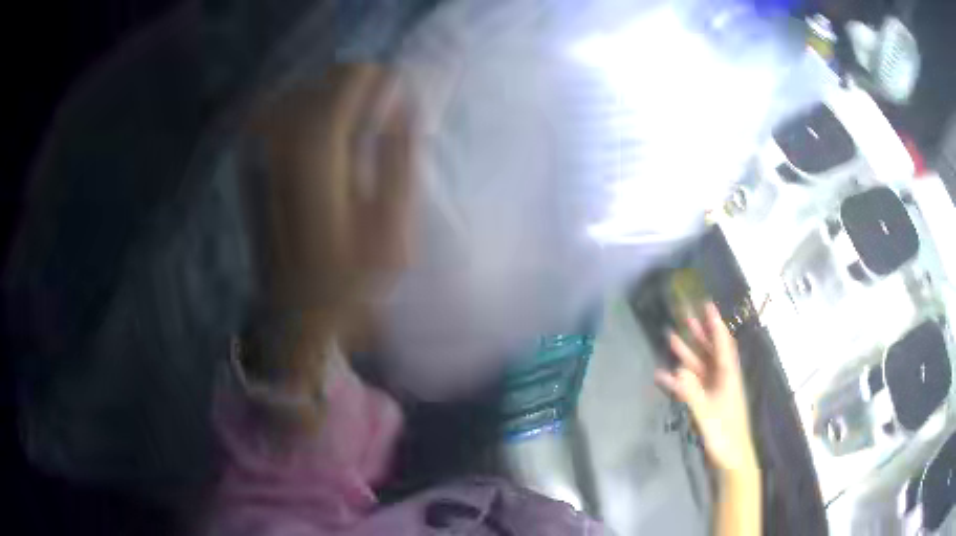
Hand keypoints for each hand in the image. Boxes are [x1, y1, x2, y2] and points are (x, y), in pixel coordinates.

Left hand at [257, 64, 414, 320]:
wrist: (296, 316)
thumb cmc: (351, 282)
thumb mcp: (393, 228)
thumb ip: (400, 158)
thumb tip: (405, 106)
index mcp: (317, 156)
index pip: (345, 82)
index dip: (376, 78)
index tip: (397, 92)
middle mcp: (279, 145)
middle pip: (320, 82)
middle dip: (355, 86)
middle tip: (379, 112)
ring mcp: (258, 155)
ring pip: (296, 93)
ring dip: (328, 97)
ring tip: (352, 122)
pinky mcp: (250, 167)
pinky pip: (272, 115)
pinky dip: (300, 110)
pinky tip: (317, 133)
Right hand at [656, 302, 757, 479]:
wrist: (732, 458)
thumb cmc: (725, 435)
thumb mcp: (708, 415)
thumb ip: (693, 393)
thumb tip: (677, 370)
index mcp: (728, 376)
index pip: (722, 345)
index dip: (715, 325)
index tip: (707, 305)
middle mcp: (722, 378)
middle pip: (711, 351)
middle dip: (699, 333)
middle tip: (686, 316)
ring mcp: (714, 391)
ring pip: (700, 366)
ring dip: (687, 353)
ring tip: (671, 338)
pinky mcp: (707, 403)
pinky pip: (692, 386)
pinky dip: (679, 381)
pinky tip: (663, 377)